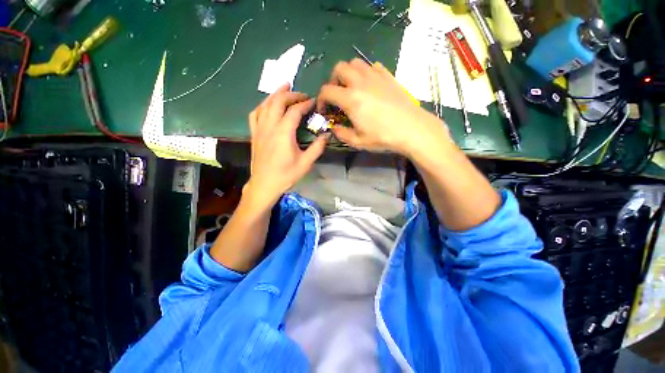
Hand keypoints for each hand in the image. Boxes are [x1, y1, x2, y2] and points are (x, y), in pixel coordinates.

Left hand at [245, 84, 328, 206]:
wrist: (264, 184)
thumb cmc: (286, 175)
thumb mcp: (306, 163)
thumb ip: (317, 148)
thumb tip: (326, 135)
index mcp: (284, 133)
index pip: (294, 111)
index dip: (305, 104)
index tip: (313, 102)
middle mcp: (270, 126)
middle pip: (278, 101)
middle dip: (291, 94)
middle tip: (301, 93)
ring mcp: (259, 129)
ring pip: (265, 104)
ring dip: (275, 94)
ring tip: (284, 87)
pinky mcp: (254, 134)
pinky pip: (255, 114)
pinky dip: (262, 105)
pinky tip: (267, 104)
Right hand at [316, 59, 448, 155]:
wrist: (412, 129)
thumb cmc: (383, 137)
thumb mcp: (358, 141)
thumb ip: (341, 134)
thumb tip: (334, 128)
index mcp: (350, 99)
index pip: (326, 91)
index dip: (321, 100)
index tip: (324, 110)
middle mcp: (360, 82)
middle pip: (339, 68)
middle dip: (333, 81)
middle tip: (337, 95)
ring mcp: (375, 76)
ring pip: (355, 63)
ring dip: (348, 73)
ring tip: (351, 88)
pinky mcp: (388, 76)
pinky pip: (372, 66)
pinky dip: (366, 73)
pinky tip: (369, 86)